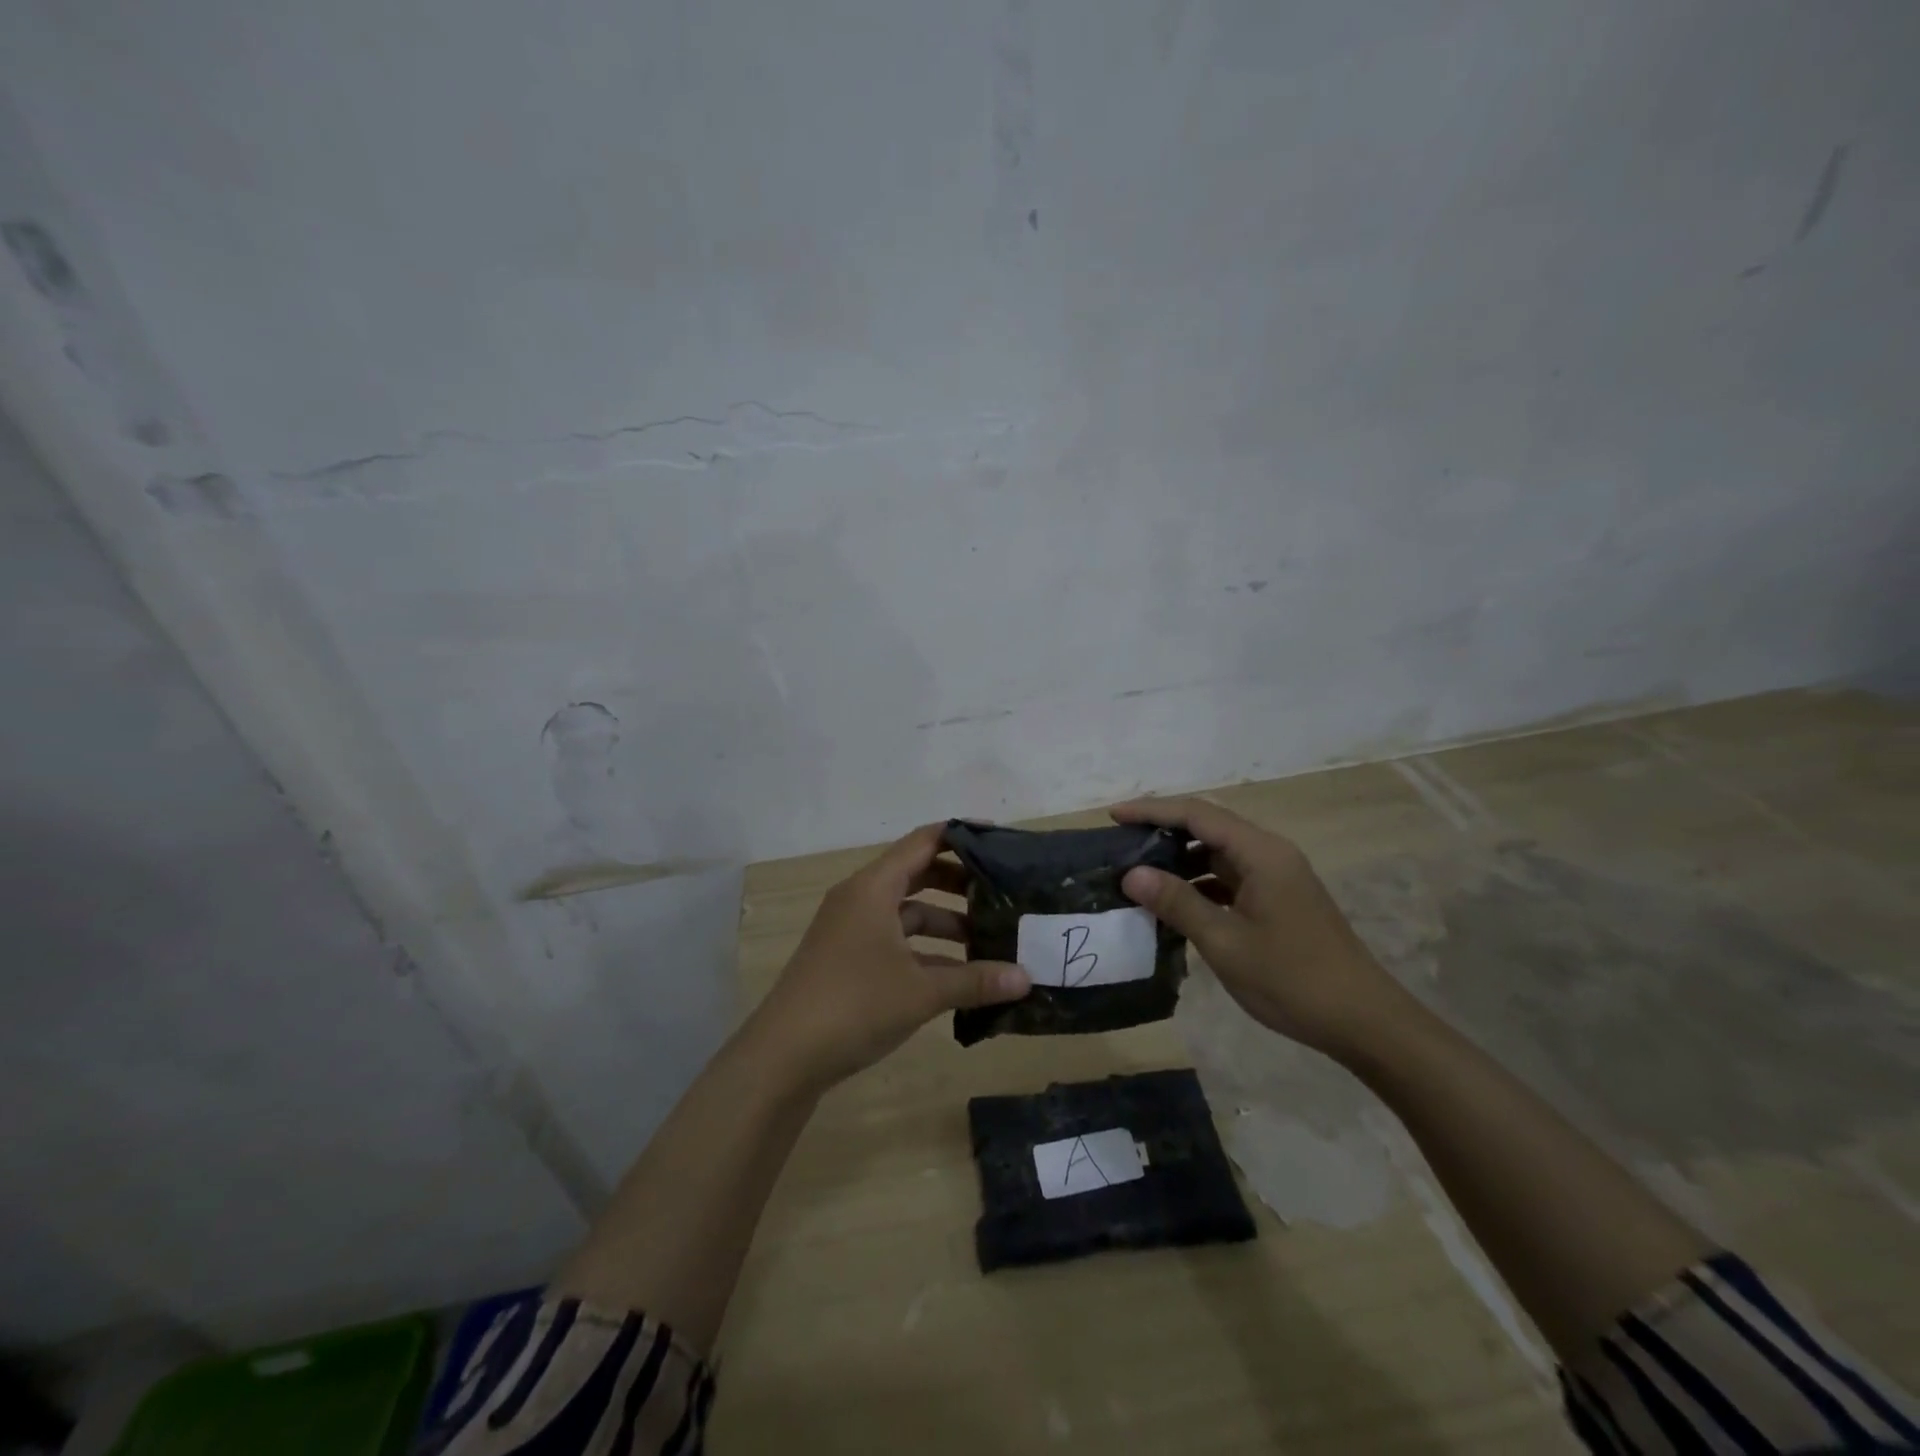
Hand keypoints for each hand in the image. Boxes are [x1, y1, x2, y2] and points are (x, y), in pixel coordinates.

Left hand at [749, 823, 1030, 1091]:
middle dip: (959, 883)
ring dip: (944, 923)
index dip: (961, 836)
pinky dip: (925, 950)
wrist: (783, 1057)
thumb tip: (1026, 978)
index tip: (1000, 840)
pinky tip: (956, 975)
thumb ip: (976, 981)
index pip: (923, 842)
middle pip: (916, 874)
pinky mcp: (846, 959)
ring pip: (906, 912)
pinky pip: (894, 940)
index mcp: (873, 888)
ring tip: (988, 941)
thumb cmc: (854, 1005)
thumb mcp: (922, 991)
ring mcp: (850, 930)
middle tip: (1001, 893)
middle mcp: (860, 899)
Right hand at [1112, 796, 1411, 1059]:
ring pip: (1218, 854)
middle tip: (1119, 844)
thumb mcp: (1226, 942)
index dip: (1151, 810)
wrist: (1364, 1022)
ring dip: (1180, 860)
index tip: (1112, 816)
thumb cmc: (1293, 979)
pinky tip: (1175, 905)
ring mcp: (1276, 877)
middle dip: (1162, 831)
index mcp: (1261, 853)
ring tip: (1139, 875)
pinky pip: (1229, 879)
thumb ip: (1178, 902)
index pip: (1197, 814)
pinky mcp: (1278, 900)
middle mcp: (1270, 854)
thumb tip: (1131, 874)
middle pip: (1208, 827)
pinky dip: (1199, 884)